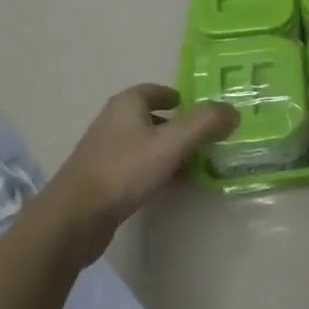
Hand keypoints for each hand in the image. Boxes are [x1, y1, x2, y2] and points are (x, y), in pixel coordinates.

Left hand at [38, 84, 234, 265]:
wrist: (76, 217)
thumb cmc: (125, 170)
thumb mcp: (172, 142)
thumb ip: (205, 123)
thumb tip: (232, 110)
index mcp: (128, 103)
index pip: (159, 91)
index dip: (183, 99)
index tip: (206, 113)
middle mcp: (115, 121)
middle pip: (155, 118)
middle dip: (182, 127)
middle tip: (210, 140)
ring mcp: (107, 151)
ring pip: (148, 144)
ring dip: (172, 151)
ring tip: (199, 164)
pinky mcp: (105, 179)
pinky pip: (139, 167)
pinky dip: (159, 171)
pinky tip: (175, 185)